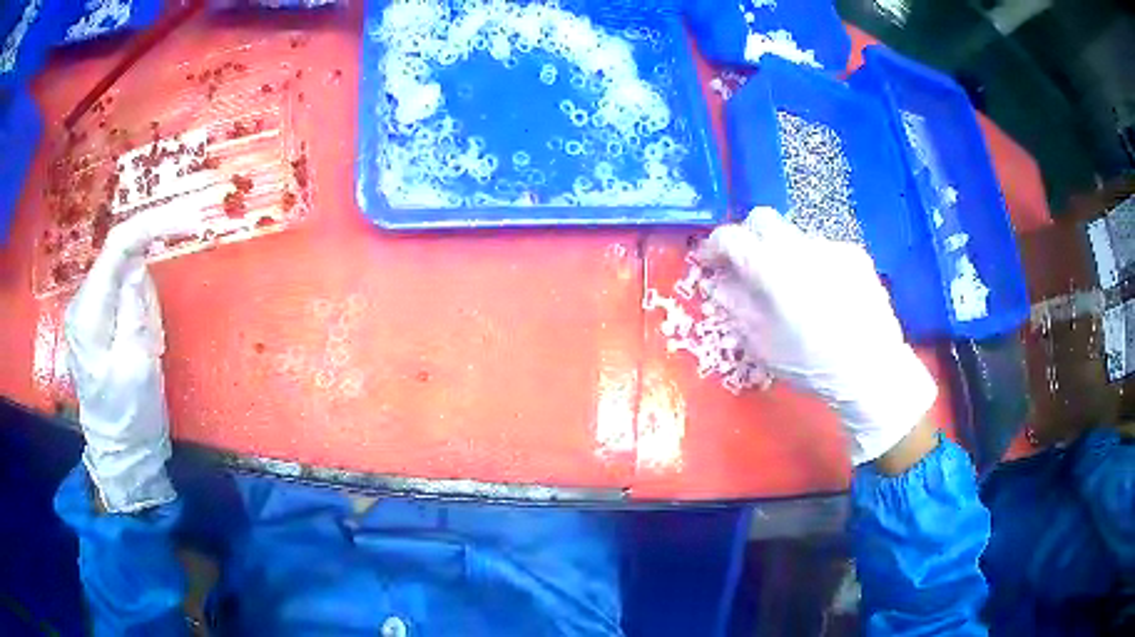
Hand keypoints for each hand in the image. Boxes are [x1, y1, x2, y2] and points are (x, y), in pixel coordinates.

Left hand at [64, 207, 202, 512]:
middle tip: (156, 332)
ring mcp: (88, 310)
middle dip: (147, 281)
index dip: (152, 225)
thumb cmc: (129, 417)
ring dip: (144, 301)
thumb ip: (134, 310)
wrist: (121, 452)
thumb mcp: (137, 368)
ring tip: (147, 348)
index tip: (189, 222)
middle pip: (120, 258)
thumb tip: (139, 264)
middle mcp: (82, 302)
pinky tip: (141, 344)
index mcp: (88, 314)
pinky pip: (123, 294)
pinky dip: (139, 309)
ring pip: (124, 276)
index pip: (116, 247)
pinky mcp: (97, 319)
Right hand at [696, 208, 938, 465]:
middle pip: (762, 220)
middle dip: (748, 237)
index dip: (714, 246)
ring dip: (784, 254)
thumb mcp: (761, 344)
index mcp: (771, 269)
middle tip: (749, 266)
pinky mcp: (854, 254)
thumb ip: (735, 306)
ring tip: (795, 289)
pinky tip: (826, 294)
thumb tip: (720, 282)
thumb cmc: (811, 364)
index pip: (731, 237)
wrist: (871, 369)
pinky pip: (823, 249)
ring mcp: (830, 247)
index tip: (711, 262)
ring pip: (794, 236)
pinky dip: (814, 264)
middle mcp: (800, 246)